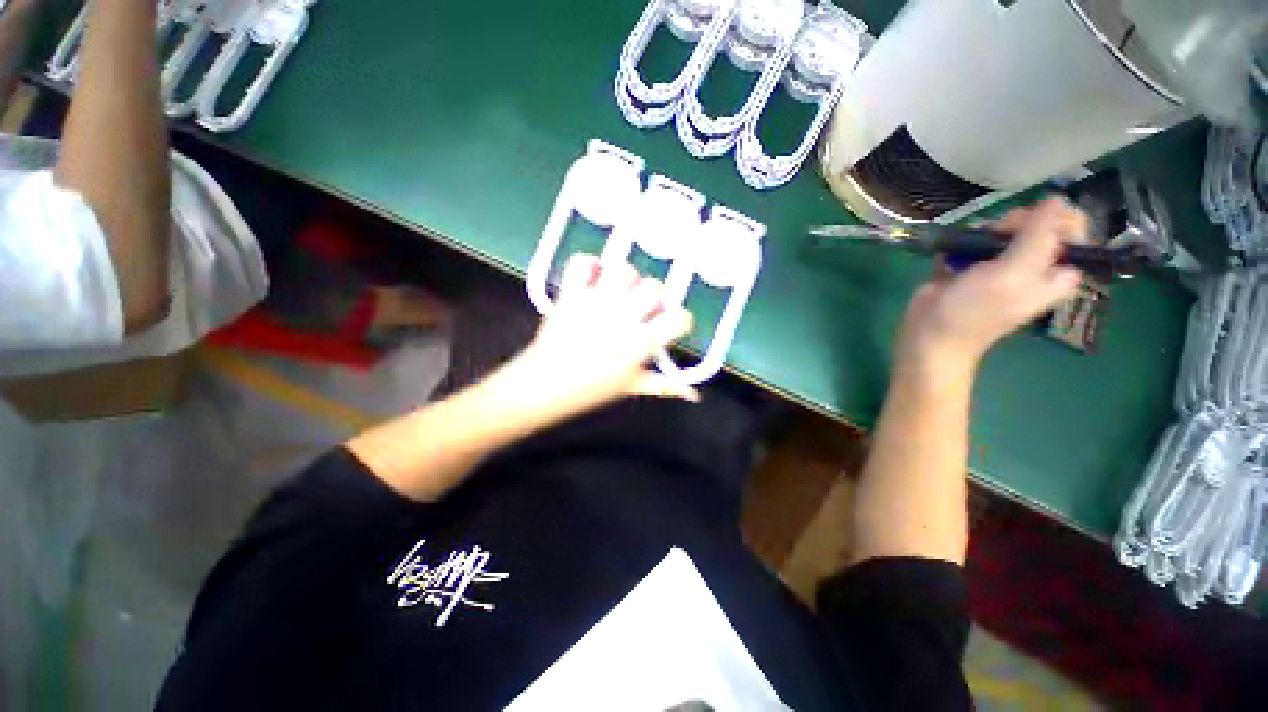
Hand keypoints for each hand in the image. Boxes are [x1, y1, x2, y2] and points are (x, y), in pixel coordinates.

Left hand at [501, 253, 697, 422]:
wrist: (542, 386)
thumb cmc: (590, 390)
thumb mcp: (631, 387)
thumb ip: (664, 386)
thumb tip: (694, 395)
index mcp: (639, 345)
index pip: (679, 319)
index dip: (680, 321)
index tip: (670, 326)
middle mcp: (621, 319)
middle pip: (654, 288)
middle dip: (653, 298)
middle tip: (641, 310)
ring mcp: (594, 303)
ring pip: (623, 270)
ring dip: (626, 280)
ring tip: (618, 294)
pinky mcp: (571, 295)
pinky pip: (581, 263)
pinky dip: (589, 265)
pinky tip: (593, 280)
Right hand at [896, 197, 1090, 373]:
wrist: (930, 334)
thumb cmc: (975, 310)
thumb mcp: (1013, 273)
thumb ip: (1039, 236)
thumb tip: (1058, 197)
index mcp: (1055, 272)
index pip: (1074, 231)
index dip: (1055, 218)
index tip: (1031, 222)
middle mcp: (1032, 265)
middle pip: (1037, 223)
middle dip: (1014, 223)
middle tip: (996, 238)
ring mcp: (1000, 264)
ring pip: (1002, 228)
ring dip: (984, 231)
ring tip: (969, 248)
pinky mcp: (970, 265)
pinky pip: (973, 240)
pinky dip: (962, 241)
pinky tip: (952, 254)